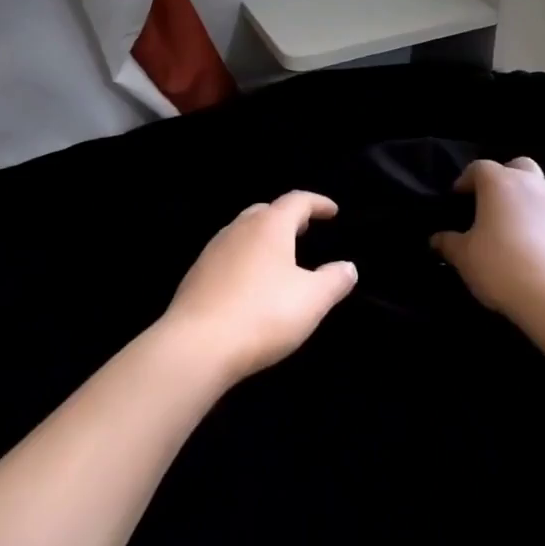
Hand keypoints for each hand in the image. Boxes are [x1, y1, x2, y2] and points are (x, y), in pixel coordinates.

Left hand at [163, 191, 356, 382]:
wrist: (196, 345)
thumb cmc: (262, 315)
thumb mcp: (311, 300)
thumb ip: (334, 280)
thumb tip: (348, 267)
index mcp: (269, 226)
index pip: (297, 201)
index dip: (317, 203)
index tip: (332, 211)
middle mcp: (239, 228)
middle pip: (267, 211)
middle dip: (288, 218)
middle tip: (305, 230)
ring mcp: (213, 249)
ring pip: (244, 231)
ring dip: (264, 237)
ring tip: (280, 256)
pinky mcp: (197, 274)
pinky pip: (228, 254)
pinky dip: (246, 257)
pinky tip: (250, 282)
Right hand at [430, 158, 544, 326]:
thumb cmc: (501, 265)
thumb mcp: (464, 257)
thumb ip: (448, 243)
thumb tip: (436, 239)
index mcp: (499, 182)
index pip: (478, 168)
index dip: (465, 181)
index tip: (457, 199)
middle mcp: (529, 183)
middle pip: (515, 167)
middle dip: (501, 178)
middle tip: (487, 202)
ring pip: (535, 186)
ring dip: (521, 198)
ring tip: (507, 225)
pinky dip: (536, 217)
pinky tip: (527, 242)